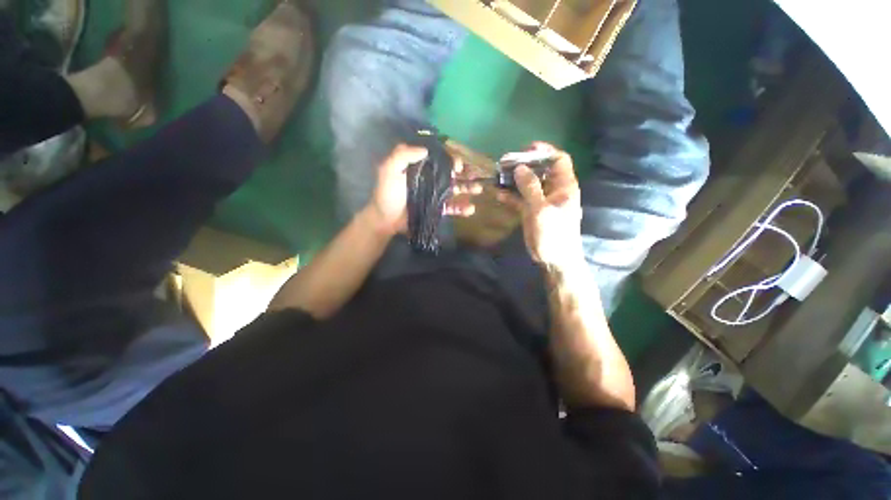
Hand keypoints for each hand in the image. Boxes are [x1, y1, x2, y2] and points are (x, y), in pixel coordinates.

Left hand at [366, 144, 481, 236]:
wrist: (385, 219)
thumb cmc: (387, 194)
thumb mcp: (389, 170)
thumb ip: (403, 155)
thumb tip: (426, 149)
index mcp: (420, 168)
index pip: (439, 159)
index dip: (451, 159)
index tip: (459, 164)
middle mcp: (430, 179)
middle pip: (450, 174)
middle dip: (464, 173)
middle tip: (474, 175)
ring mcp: (435, 195)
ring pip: (454, 189)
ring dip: (468, 188)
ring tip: (479, 188)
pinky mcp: (437, 209)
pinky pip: (451, 207)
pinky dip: (461, 208)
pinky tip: (471, 209)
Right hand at [497, 143, 583, 268]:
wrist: (554, 259)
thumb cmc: (553, 234)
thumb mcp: (541, 209)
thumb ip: (530, 187)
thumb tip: (520, 167)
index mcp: (564, 186)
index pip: (559, 160)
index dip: (544, 151)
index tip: (525, 149)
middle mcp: (553, 190)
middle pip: (540, 170)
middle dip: (524, 165)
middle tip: (505, 163)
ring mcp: (541, 201)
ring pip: (527, 184)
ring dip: (514, 180)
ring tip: (498, 176)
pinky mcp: (531, 211)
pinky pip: (520, 199)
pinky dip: (510, 195)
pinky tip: (497, 194)